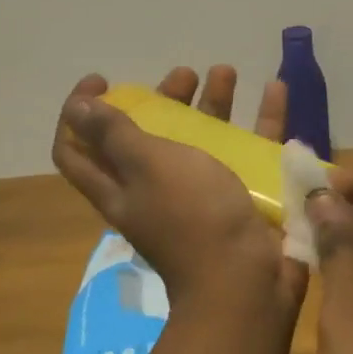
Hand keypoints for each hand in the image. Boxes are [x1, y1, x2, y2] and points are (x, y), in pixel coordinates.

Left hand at [51, 66, 306, 311]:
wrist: (247, 280)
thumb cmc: (193, 218)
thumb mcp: (149, 166)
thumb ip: (115, 135)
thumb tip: (76, 110)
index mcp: (120, 186)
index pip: (76, 150)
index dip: (78, 115)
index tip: (102, 81)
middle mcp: (156, 190)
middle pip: (149, 137)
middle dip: (162, 100)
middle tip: (183, 76)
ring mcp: (203, 194)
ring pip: (203, 139)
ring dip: (212, 103)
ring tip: (226, 72)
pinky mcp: (243, 197)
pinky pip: (251, 150)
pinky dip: (262, 121)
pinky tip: (276, 90)